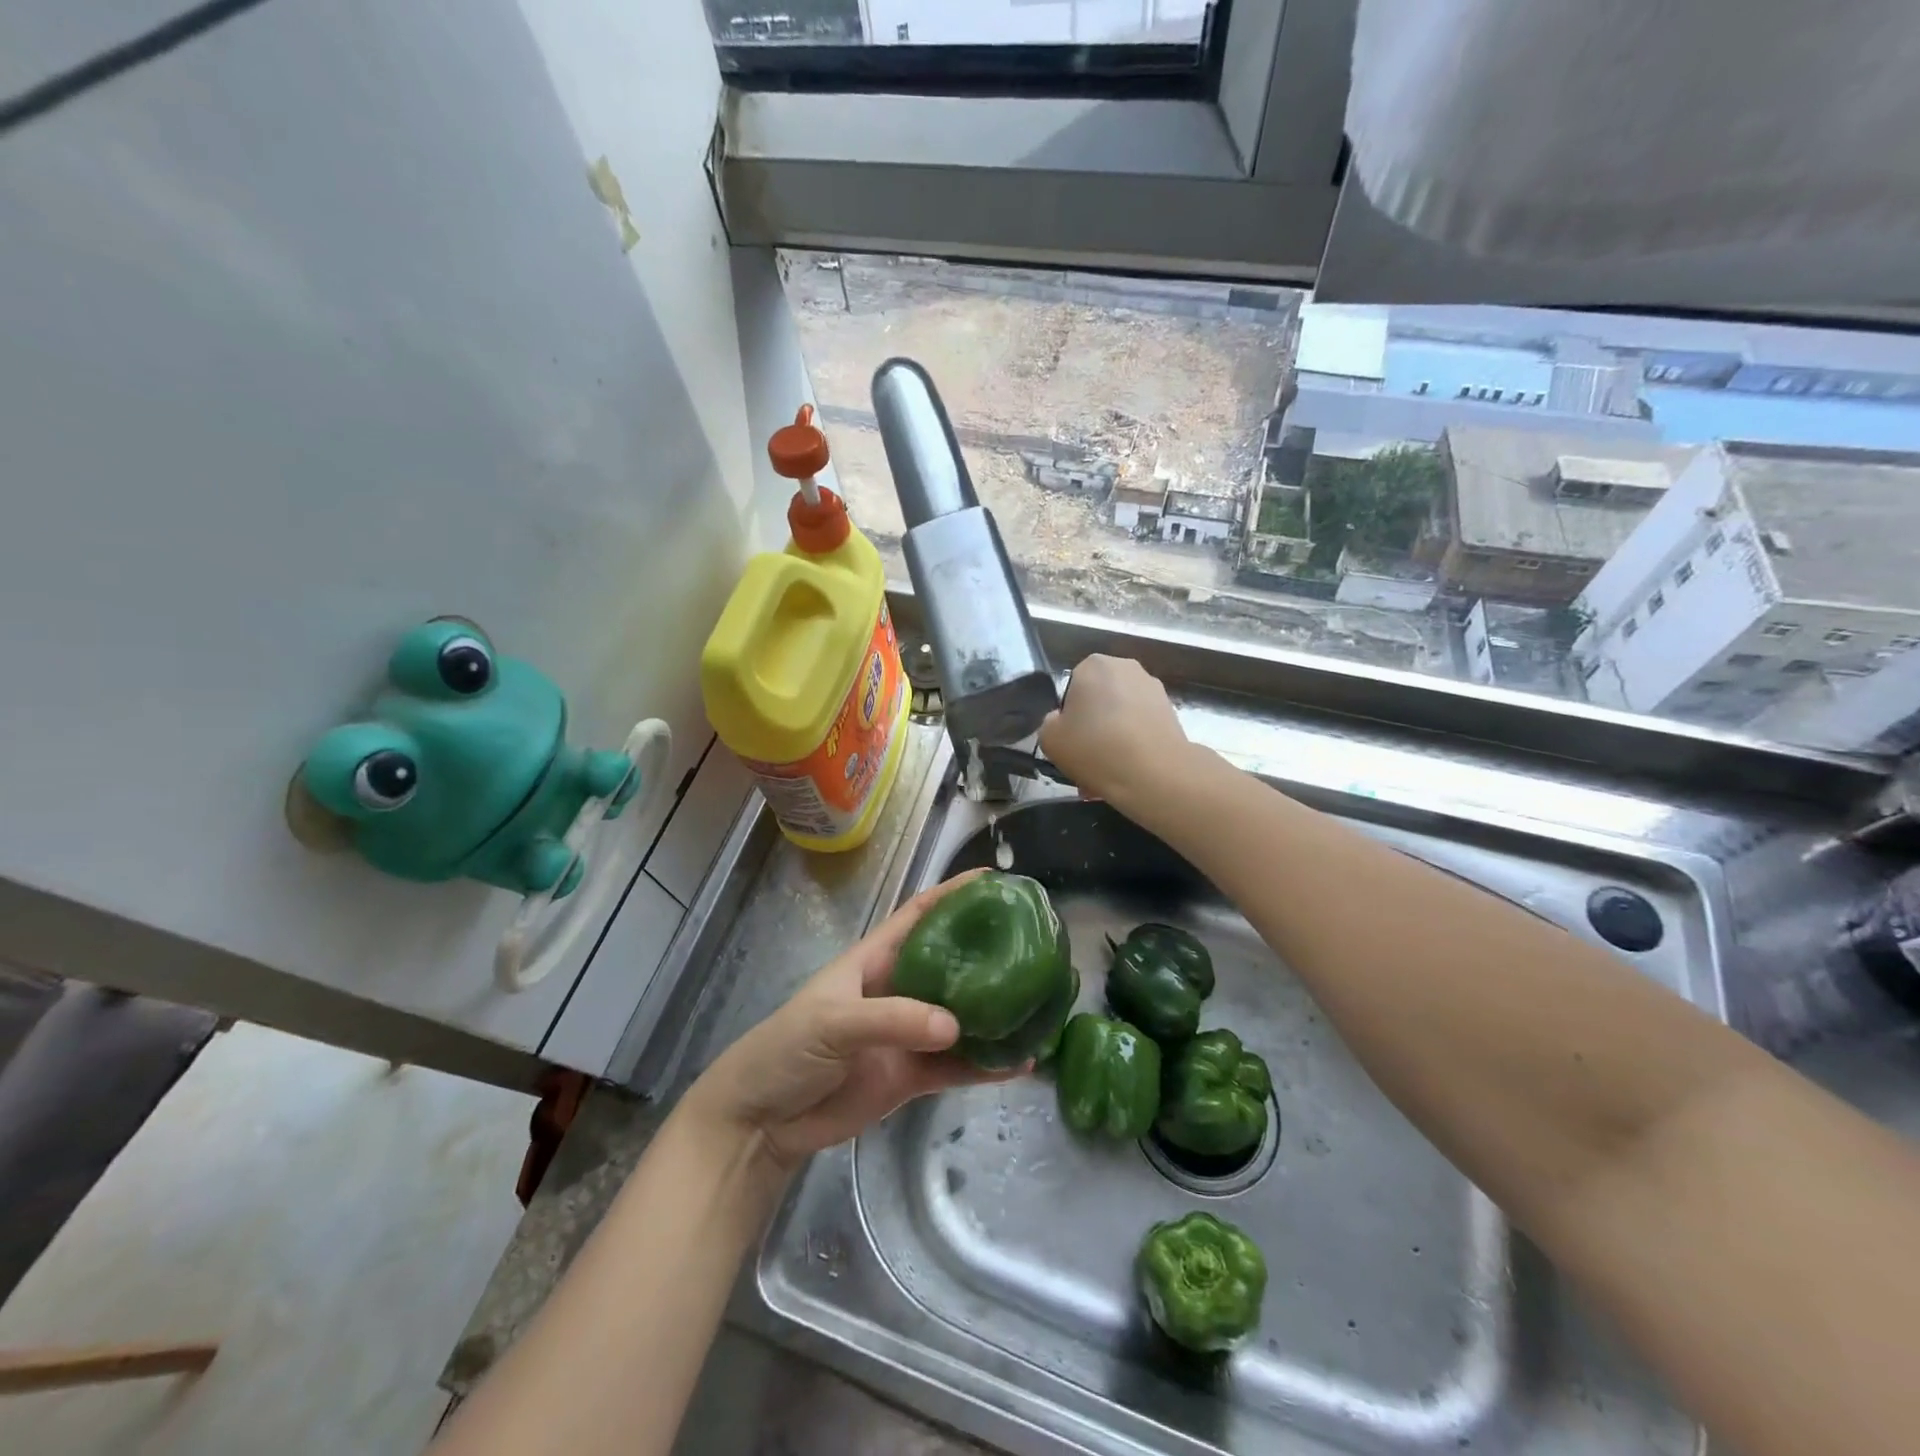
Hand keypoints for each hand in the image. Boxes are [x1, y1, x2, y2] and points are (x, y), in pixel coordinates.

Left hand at [681, 871, 1012, 1172]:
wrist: (761, 1121)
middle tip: (1035, 943)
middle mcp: (898, 990)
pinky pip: (956, 1067)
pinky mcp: (911, 1077)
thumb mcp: (832, 1021)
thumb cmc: (786, 1050)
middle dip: (988, 951)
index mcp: (875, 959)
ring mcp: (907, 1034)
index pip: (920, 915)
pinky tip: (1022, 1063)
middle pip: (951, 963)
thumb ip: (891, 1019)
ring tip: (1040, 1005)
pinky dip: (987, 1065)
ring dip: (996, 1012)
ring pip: (961, 1017)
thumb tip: (954, 1025)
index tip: (994, 880)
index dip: (953, 893)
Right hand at [1039, 655, 1191, 809]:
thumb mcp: (1049, 739)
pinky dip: (1133, 743)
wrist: (1154, 775)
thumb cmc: (1095, 748)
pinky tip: (1127, 770)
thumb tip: (1062, 721)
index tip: (1070, 740)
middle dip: (1093, 725)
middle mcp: (1126, 667)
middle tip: (1086, 756)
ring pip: (1121, 714)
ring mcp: (1153, 688)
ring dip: (1112, 736)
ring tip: (1107, 770)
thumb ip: (1050, 723)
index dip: (1068, 716)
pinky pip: (1141, 726)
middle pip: (1099, 698)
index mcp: (1094, 665)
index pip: (1071, 686)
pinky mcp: (1171, 711)